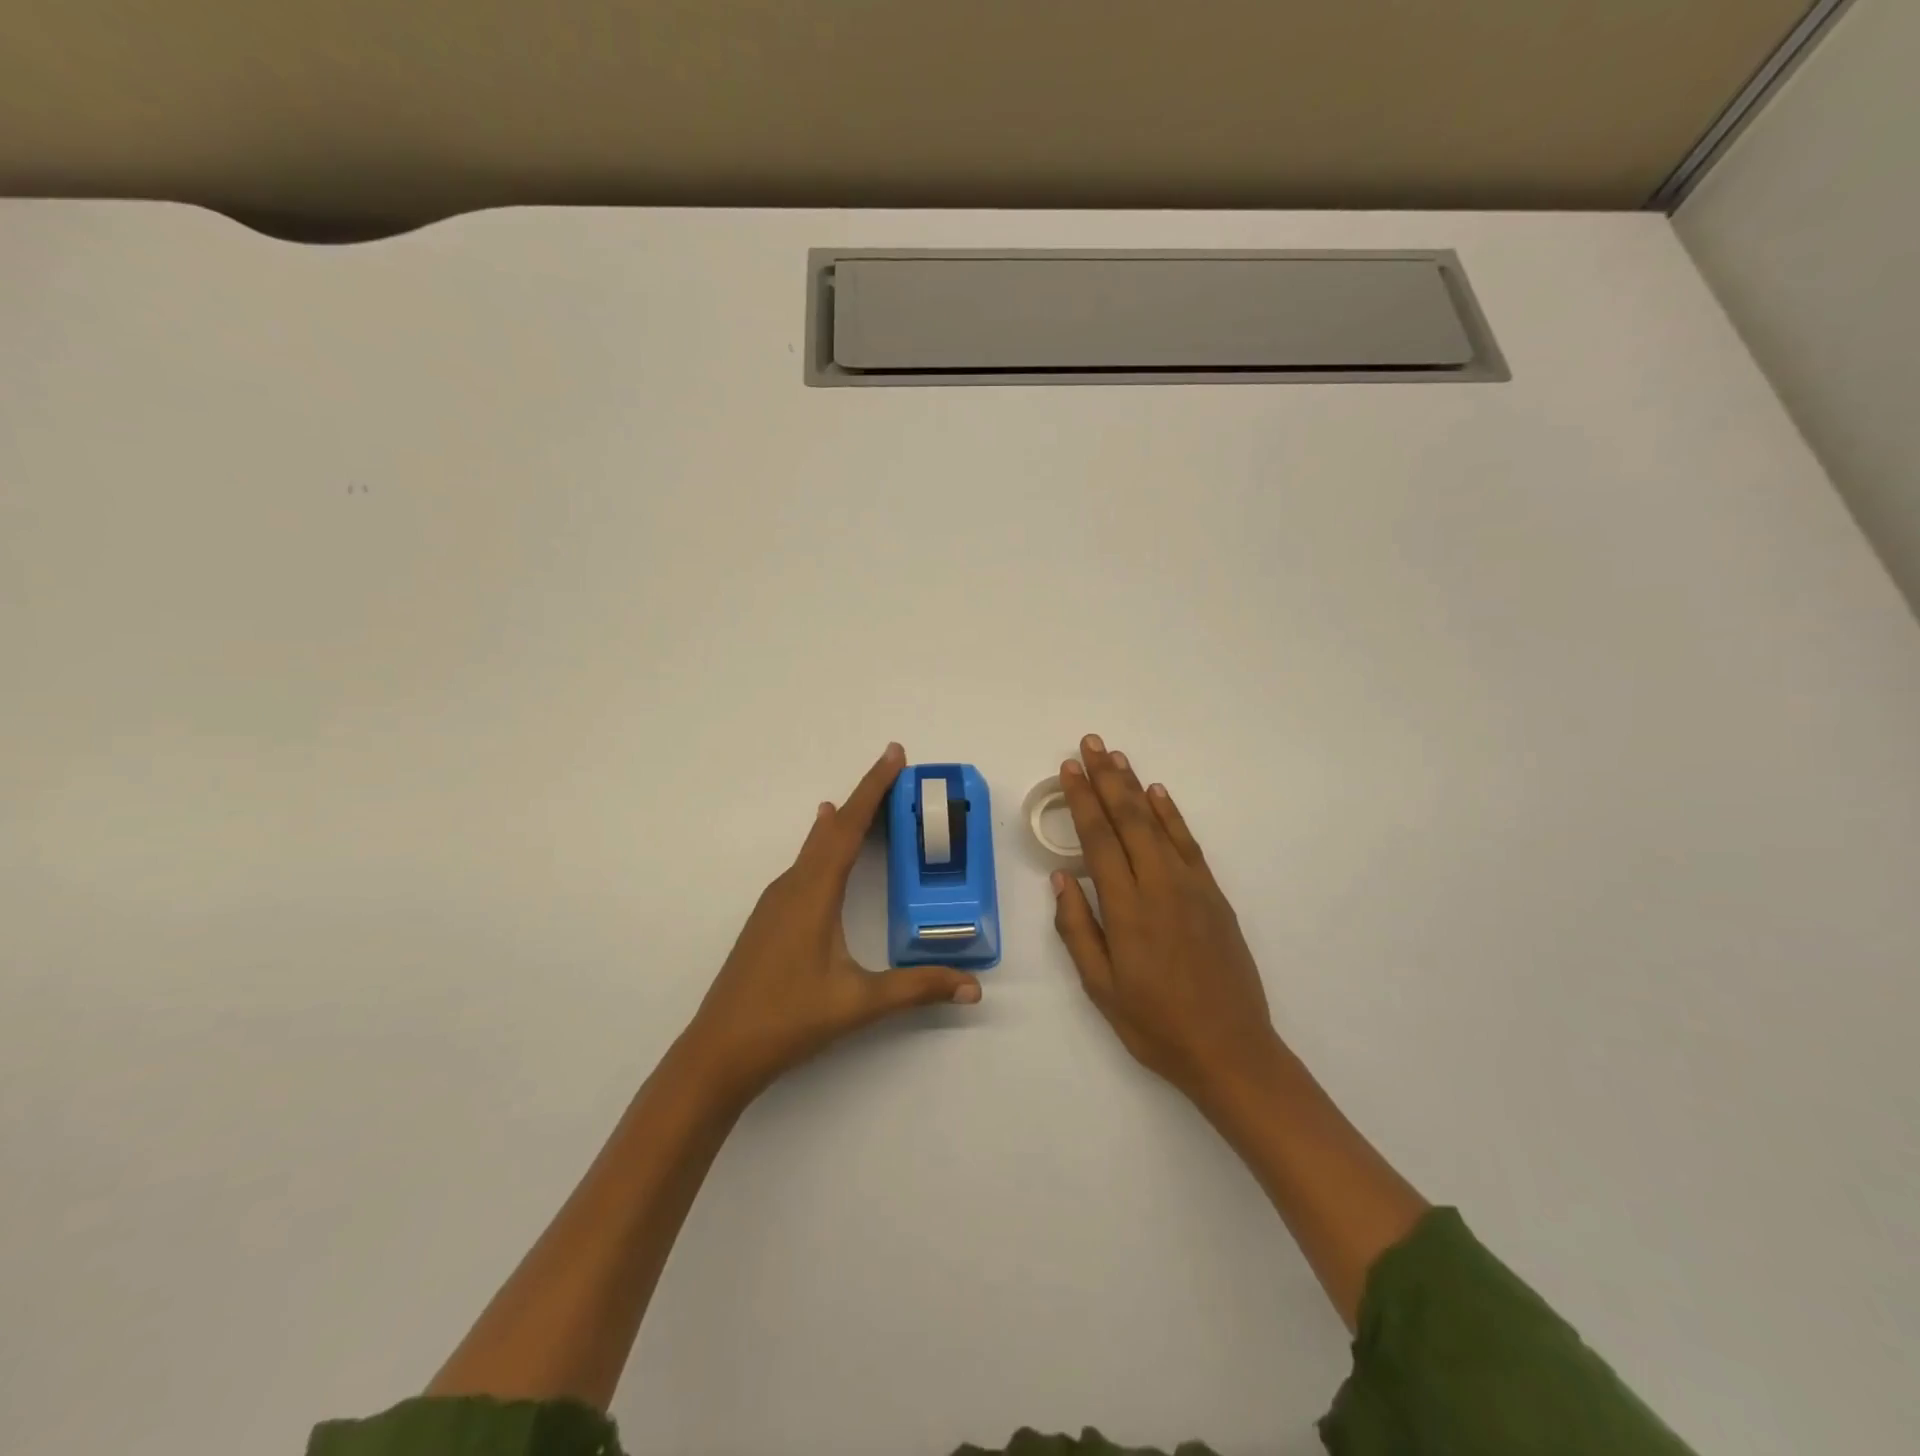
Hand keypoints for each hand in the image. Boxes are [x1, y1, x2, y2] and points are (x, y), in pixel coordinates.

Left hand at [678, 743, 981, 1107]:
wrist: (718, 1052)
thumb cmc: (788, 1019)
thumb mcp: (859, 1002)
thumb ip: (917, 989)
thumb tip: (973, 987)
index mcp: (813, 892)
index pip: (850, 827)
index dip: (874, 788)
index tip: (894, 754)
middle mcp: (792, 886)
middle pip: (832, 829)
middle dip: (864, 797)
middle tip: (894, 771)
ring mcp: (774, 902)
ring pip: (814, 846)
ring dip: (843, 822)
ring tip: (869, 803)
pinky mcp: (768, 919)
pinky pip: (804, 865)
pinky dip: (825, 845)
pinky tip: (825, 850)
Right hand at [1051, 735, 1281, 1105]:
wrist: (1230, 1048)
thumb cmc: (1155, 1024)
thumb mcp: (1101, 987)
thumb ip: (1078, 928)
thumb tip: (1061, 877)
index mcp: (1128, 909)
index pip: (1099, 839)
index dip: (1082, 800)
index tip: (1068, 769)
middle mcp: (1160, 886)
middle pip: (1128, 819)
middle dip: (1106, 779)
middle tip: (1090, 744)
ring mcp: (1192, 887)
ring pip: (1158, 824)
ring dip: (1135, 786)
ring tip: (1117, 756)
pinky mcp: (1214, 895)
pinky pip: (1189, 844)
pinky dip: (1172, 815)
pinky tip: (1159, 795)